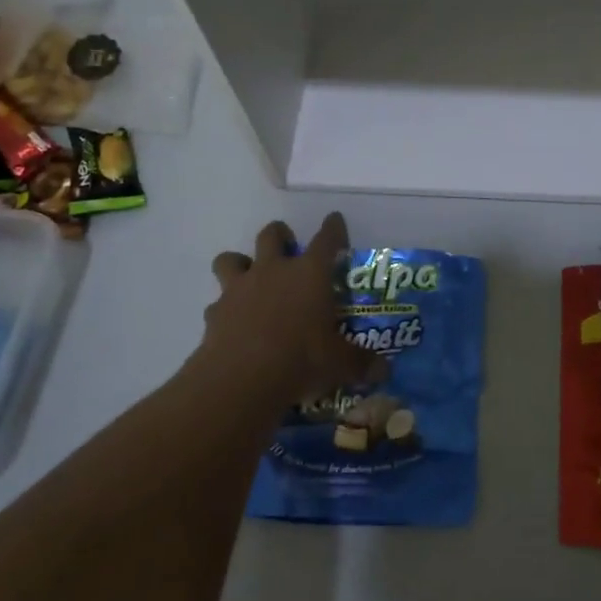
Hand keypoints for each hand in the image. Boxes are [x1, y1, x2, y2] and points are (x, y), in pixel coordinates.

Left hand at [200, 213, 385, 403]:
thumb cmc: (301, 359)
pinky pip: (218, 301)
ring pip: (231, 258)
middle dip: (280, 235)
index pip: (326, 240)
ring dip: (240, 263)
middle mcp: (274, 271)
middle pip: (272, 235)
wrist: (241, 379)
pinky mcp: (215, 312)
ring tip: (250, 279)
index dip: (333, 228)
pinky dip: (225, 308)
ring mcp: (240, 288)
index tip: (335, 220)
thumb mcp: (340, 364)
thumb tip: (385, 371)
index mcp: (310, 274)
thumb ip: (361, 363)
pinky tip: (234, 323)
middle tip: (288, 247)